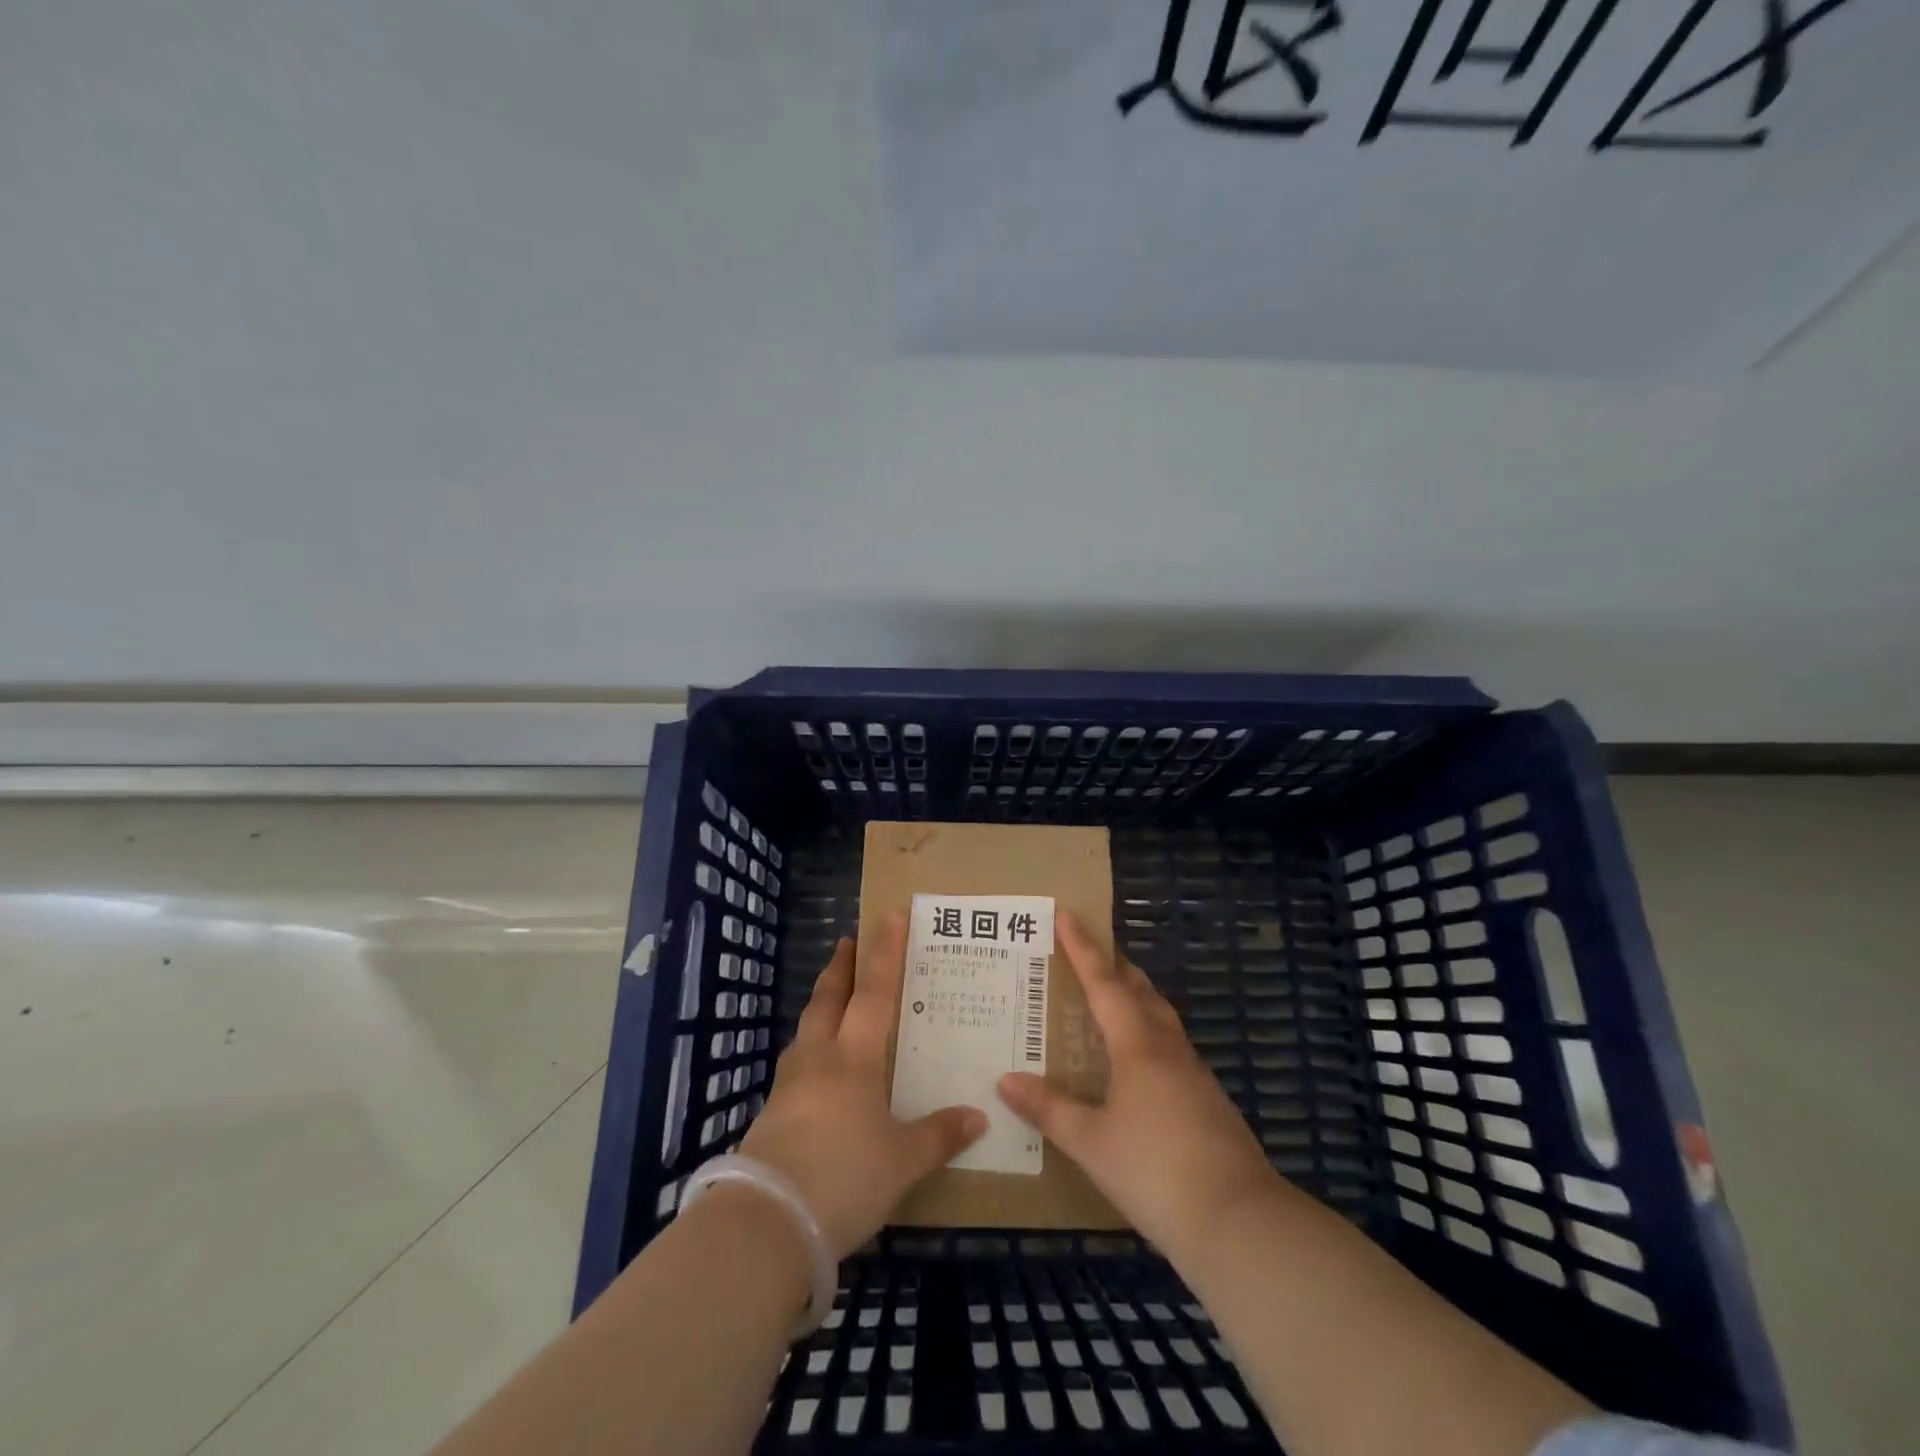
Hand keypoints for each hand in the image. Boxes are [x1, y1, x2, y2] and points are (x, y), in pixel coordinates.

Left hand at [741, 919, 986, 1258]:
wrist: (765, 1224)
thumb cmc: (844, 1178)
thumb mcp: (902, 1162)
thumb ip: (939, 1136)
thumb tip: (979, 1116)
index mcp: (854, 1058)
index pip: (874, 991)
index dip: (884, 952)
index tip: (889, 916)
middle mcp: (818, 1058)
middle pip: (829, 998)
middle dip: (842, 966)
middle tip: (849, 940)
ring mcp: (789, 1084)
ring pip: (807, 1027)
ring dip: (821, 1004)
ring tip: (832, 999)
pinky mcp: (770, 1113)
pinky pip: (796, 1062)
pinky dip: (810, 1046)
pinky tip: (815, 1067)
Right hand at [997, 913, 1278, 1256]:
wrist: (1238, 1221)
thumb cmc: (1155, 1171)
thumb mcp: (1091, 1143)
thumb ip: (1049, 1109)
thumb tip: (1005, 1080)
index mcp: (1137, 1045)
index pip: (1104, 982)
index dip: (1083, 947)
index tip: (1067, 913)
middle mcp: (1167, 1047)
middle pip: (1139, 990)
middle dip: (1113, 964)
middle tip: (1088, 949)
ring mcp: (1193, 1072)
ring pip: (1160, 1015)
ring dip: (1135, 995)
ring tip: (1111, 994)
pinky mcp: (1207, 1098)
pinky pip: (1170, 1044)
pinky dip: (1147, 1030)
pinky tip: (1138, 1058)